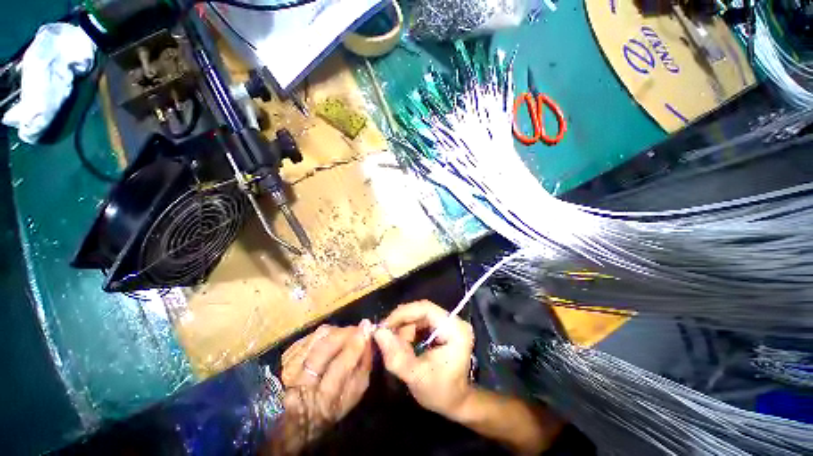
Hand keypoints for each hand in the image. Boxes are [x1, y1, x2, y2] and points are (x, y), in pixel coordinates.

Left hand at [276, 320, 373, 451]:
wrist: (295, 417)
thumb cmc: (330, 407)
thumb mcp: (352, 396)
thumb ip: (363, 368)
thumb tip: (368, 340)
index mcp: (323, 400)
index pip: (340, 367)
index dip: (354, 346)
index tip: (366, 328)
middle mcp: (302, 384)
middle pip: (324, 349)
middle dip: (344, 333)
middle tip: (358, 328)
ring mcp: (289, 369)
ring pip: (315, 339)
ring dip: (334, 332)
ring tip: (344, 333)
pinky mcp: (284, 358)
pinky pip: (307, 337)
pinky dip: (321, 334)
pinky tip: (328, 337)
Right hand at [373, 300, 474, 419]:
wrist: (457, 402)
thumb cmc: (441, 393)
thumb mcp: (416, 377)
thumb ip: (396, 355)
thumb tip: (378, 332)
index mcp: (454, 329)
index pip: (425, 309)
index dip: (403, 314)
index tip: (384, 326)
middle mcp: (454, 320)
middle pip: (421, 311)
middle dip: (402, 324)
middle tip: (387, 338)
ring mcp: (449, 322)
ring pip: (419, 315)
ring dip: (405, 329)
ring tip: (399, 348)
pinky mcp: (443, 326)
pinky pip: (421, 321)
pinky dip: (410, 331)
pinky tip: (406, 346)